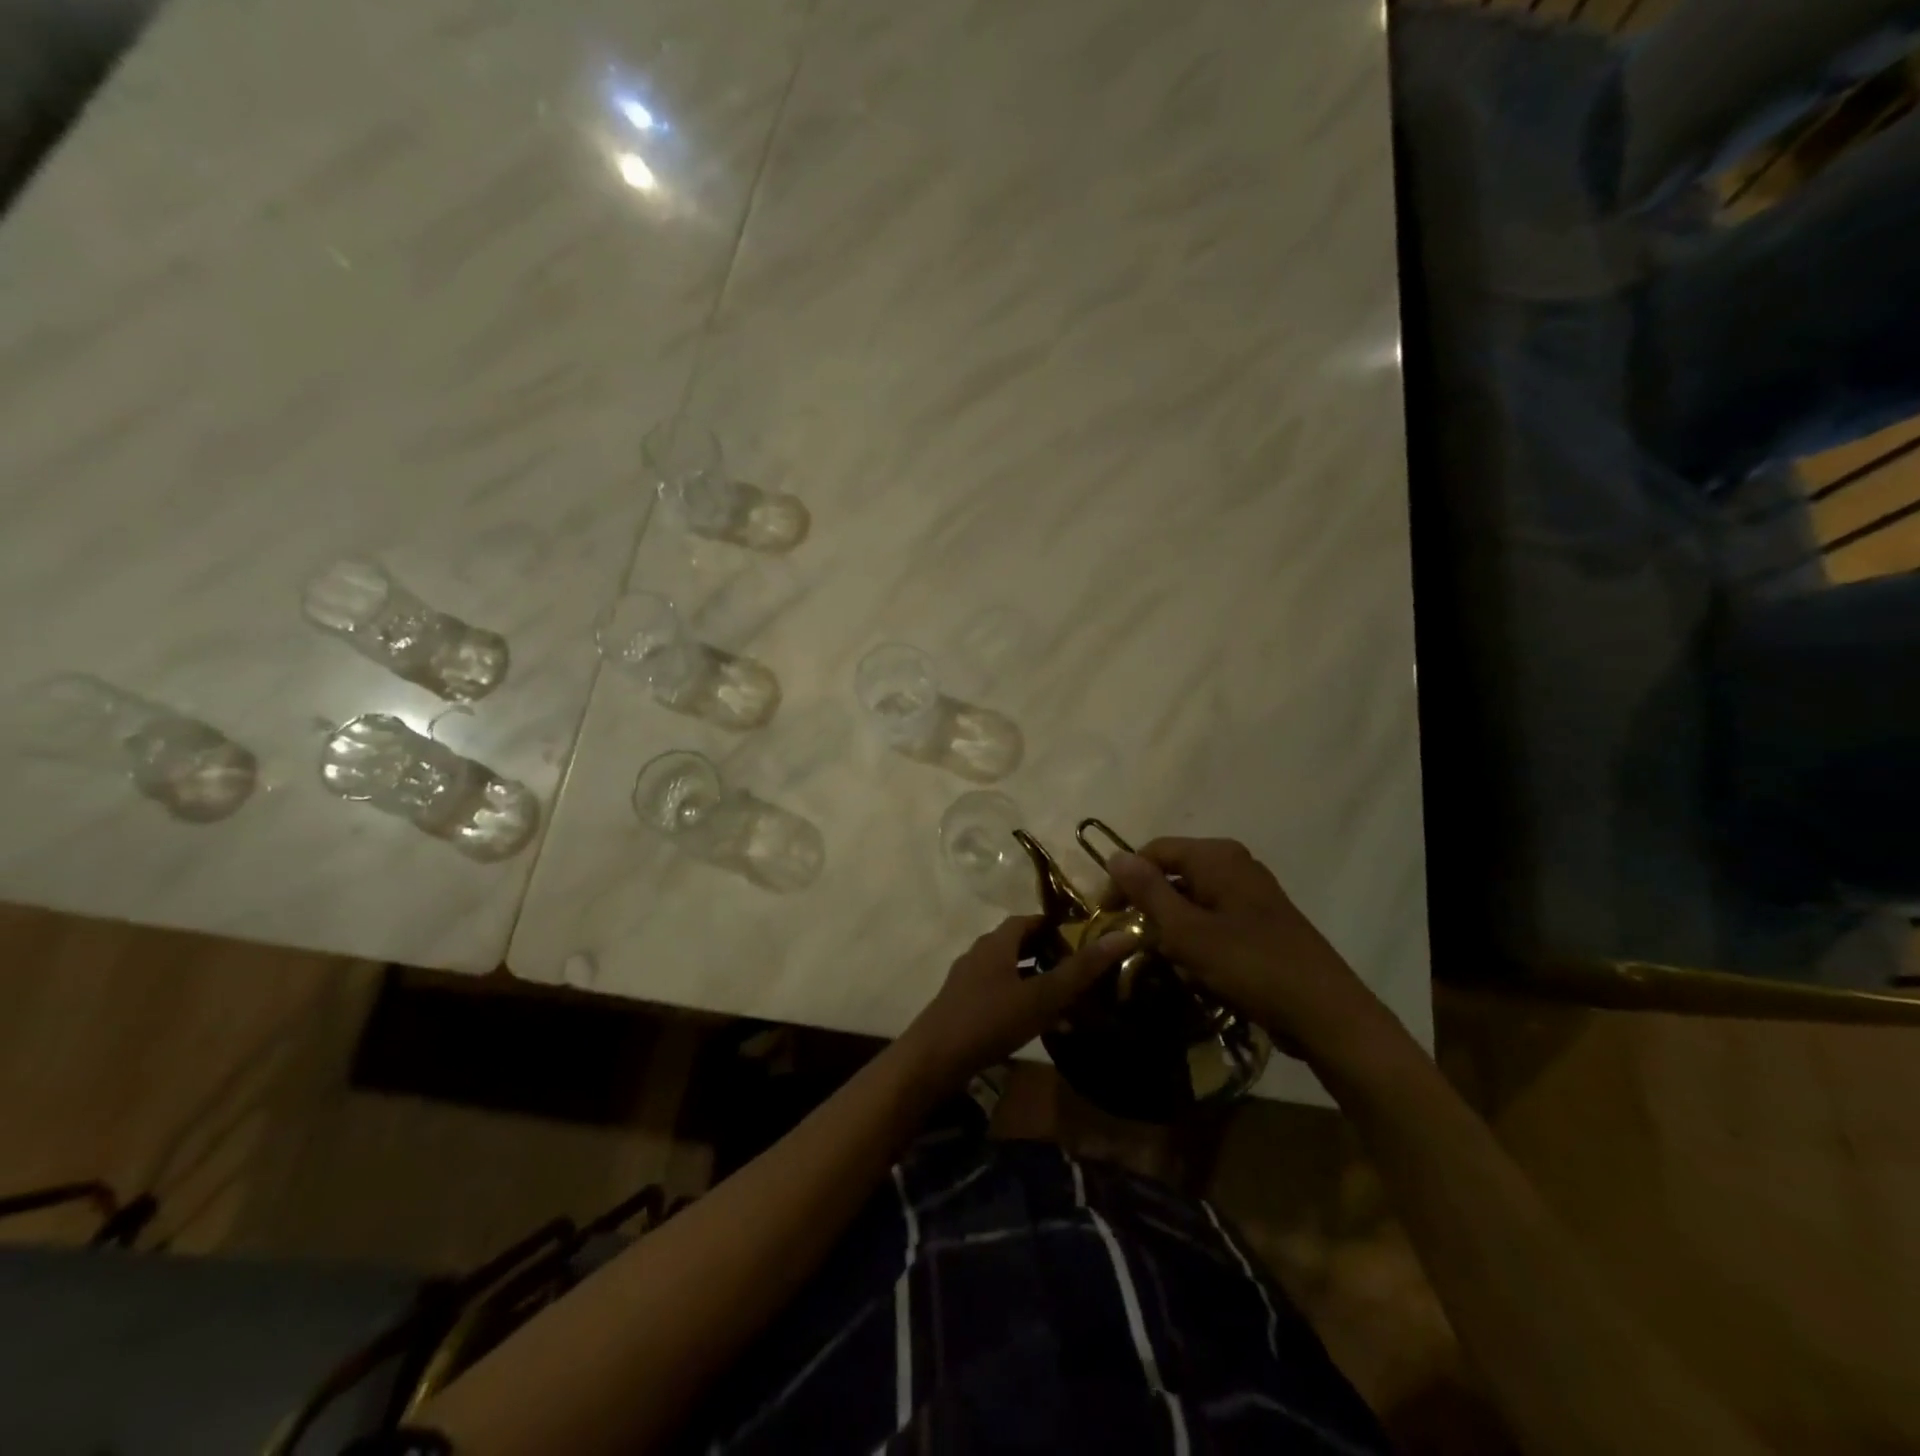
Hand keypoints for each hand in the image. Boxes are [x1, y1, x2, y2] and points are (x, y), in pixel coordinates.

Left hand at [901, 915, 1133, 1090]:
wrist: (932, 1060)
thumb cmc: (989, 1020)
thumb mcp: (1041, 996)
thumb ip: (1081, 969)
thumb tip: (1122, 936)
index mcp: (995, 942)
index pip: (1028, 920)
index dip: (1055, 925)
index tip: (1084, 937)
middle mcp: (979, 954)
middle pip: (1018, 944)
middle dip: (1049, 953)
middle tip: (1081, 968)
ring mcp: (967, 981)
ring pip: (1009, 971)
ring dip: (1036, 979)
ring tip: (1067, 999)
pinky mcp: (962, 1007)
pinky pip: (999, 994)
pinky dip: (1021, 1001)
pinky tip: (1039, 1026)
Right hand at [1104, 839, 1400, 1066]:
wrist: (1326, 1013)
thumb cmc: (1250, 966)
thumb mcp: (1187, 931)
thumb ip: (1148, 891)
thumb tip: (1114, 856)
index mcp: (1216, 856)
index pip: (1153, 851)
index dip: (1124, 880)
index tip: (1106, 917)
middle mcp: (1235, 864)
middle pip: (1173, 873)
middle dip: (1149, 907)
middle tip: (1132, 942)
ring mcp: (1252, 892)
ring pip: (1192, 899)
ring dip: (1172, 927)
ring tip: (1164, 961)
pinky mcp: (1262, 920)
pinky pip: (1214, 918)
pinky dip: (1197, 938)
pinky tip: (1196, 970)